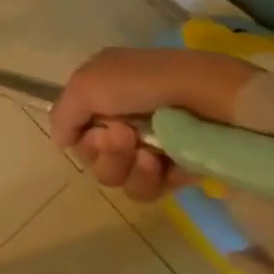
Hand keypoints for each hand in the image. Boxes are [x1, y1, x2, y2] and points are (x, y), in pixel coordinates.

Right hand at [49, 48, 256, 203]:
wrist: (212, 98)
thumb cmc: (145, 83)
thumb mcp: (87, 83)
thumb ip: (63, 113)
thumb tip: (61, 141)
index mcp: (103, 92)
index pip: (76, 127)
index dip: (80, 132)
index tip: (96, 127)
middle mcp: (122, 118)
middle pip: (92, 155)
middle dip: (104, 150)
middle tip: (125, 136)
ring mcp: (150, 147)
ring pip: (115, 176)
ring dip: (124, 165)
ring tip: (146, 153)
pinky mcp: (177, 171)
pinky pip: (146, 190)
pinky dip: (149, 179)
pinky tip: (161, 164)